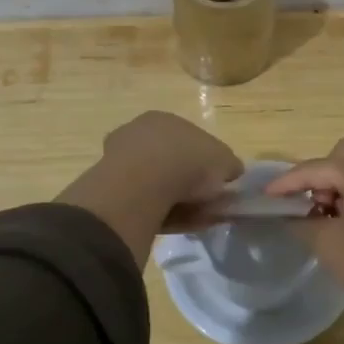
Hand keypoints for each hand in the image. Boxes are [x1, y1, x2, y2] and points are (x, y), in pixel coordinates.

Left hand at [57, 112, 241, 264]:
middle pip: (171, 162)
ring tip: (199, 219)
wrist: (143, 186)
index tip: (218, 182)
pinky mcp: (112, 191)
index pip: (189, 139)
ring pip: (158, 185)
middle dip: (190, 183)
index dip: (206, 162)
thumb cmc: (188, 161)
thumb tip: (231, 172)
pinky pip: (146, 203)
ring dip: (180, 201)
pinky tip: (181, 225)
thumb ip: (230, 166)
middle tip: (209, 203)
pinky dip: (165, 214)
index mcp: (164, 119)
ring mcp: (120, 162)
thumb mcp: (224, 161)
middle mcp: (139, 134)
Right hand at [267, 139, 343, 343]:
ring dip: (343, 182)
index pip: (316, 168)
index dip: (288, 182)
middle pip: (343, 155)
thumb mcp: (328, 244)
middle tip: (313, 207)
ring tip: (333, 216)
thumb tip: (291, 215)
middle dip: (321, 176)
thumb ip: (301, 222)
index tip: (267, 195)